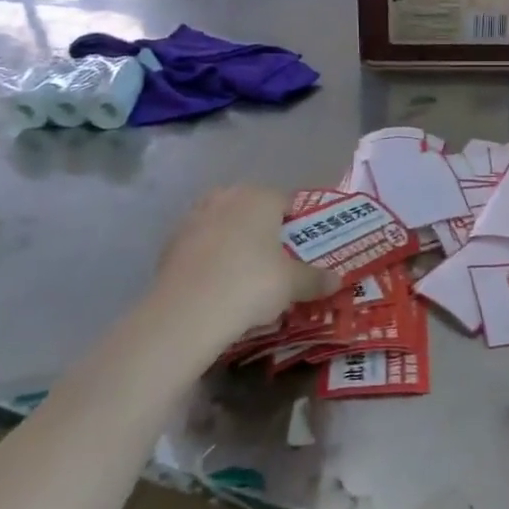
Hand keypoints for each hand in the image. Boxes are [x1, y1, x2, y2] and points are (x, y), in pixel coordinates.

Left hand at [154, 186, 334, 333]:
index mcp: (260, 197)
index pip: (286, 201)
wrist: (188, 310)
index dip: (297, 223)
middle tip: (275, 260)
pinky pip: (201, 244)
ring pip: (224, 224)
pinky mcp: (171, 242)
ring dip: (234, 241)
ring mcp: (195, 217)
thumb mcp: (293, 285)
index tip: (302, 247)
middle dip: (263, 230)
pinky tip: (217, 283)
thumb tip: (337, 280)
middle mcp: (227, 197)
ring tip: (244, 273)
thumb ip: (315, 279)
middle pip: (252, 209)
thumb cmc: (252, 284)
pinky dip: (210, 257)